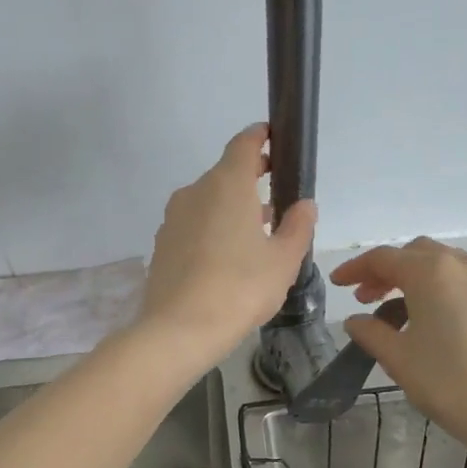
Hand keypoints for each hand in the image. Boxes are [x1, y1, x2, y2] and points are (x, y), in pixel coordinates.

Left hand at [137, 124, 316, 367]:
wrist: (179, 330)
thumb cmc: (240, 289)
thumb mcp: (283, 260)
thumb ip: (298, 226)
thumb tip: (304, 205)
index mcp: (227, 185)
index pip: (243, 144)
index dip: (260, 138)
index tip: (274, 140)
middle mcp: (195, 192)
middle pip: (225, 174)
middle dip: (250, 180)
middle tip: (275, 197)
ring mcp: (173, 219)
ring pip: (207, 202)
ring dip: (231, 209)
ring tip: (256, 234)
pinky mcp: (162, 245)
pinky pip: (193, 226)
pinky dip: (212, 230)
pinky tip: (226, 259)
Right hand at [331, 237, 466, 457]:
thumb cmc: (449, 384)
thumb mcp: (398, 359)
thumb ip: (371, 332)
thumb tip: (356, 320)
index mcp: (431, 272)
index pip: (383, 258)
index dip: (356, 269)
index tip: (338, 284)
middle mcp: (466, 264)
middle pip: (418, 254)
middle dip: (390, 271)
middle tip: (369, 299)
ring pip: (452, 263)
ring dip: (425, 278)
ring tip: (410, 309)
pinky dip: (462, 285)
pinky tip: (458, 306)